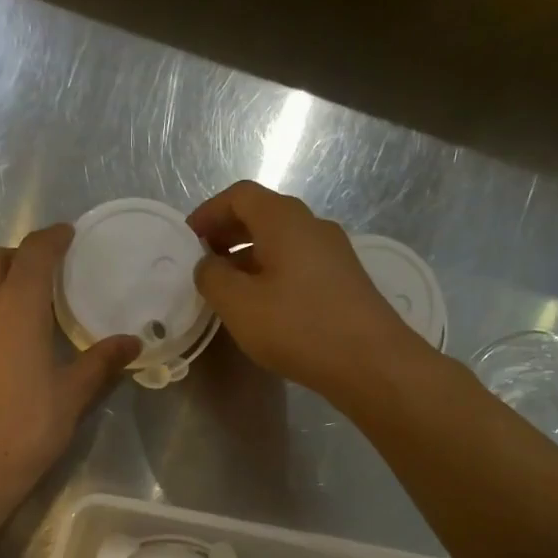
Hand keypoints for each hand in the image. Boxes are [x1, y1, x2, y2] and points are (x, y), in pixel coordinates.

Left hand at [0, 225, 139, 509]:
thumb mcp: (72, 394)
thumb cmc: (26, 425)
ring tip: (36, 302)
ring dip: (3, 281)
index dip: (52, 239)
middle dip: (20, 254)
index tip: (69, 234)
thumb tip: (131, 342)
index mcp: (16, 306)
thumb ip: (101, 362)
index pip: (34, 253)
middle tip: (49, 269)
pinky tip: (16, 336)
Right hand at [189, 181, 415, 401]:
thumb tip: (207, 264)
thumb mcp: (238, 304)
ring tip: (227, 290)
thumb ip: (212, 277)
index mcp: (284, 220)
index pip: (240, 195)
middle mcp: (312, 226)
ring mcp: (333, 253)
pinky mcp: (343, 281)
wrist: (370, 361)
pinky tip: (262, 308)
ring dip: (248, 258)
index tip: (187, 240)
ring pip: (281, 243)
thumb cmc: (297, 326)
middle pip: (262, 215)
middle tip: (203, 263)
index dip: (209, 212)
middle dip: (227, 234)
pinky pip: (298, 264)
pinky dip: (271, 274)